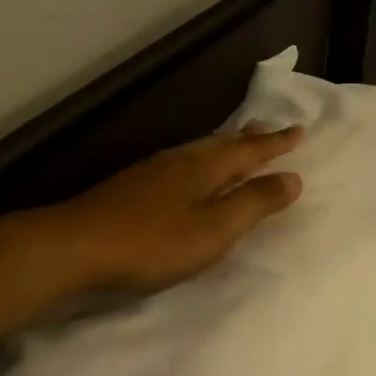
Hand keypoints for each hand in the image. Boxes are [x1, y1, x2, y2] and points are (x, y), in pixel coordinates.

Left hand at [57, 125, 304, 291]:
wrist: (77, 245)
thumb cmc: (153, 243)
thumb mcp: (214, 230)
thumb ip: (253, 205)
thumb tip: (292, 178)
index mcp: (204, 169)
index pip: (249, 151)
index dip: (275, 144)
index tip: (299, 130)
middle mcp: (179, 161)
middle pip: (221, 144)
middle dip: (248, 139)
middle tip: (268, 129)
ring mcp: (151, 172)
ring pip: (198, 152)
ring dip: (222, 148)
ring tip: (235, 145)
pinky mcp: (131, 187)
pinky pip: (179, 164)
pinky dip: (198, 163)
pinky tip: (188, 174)